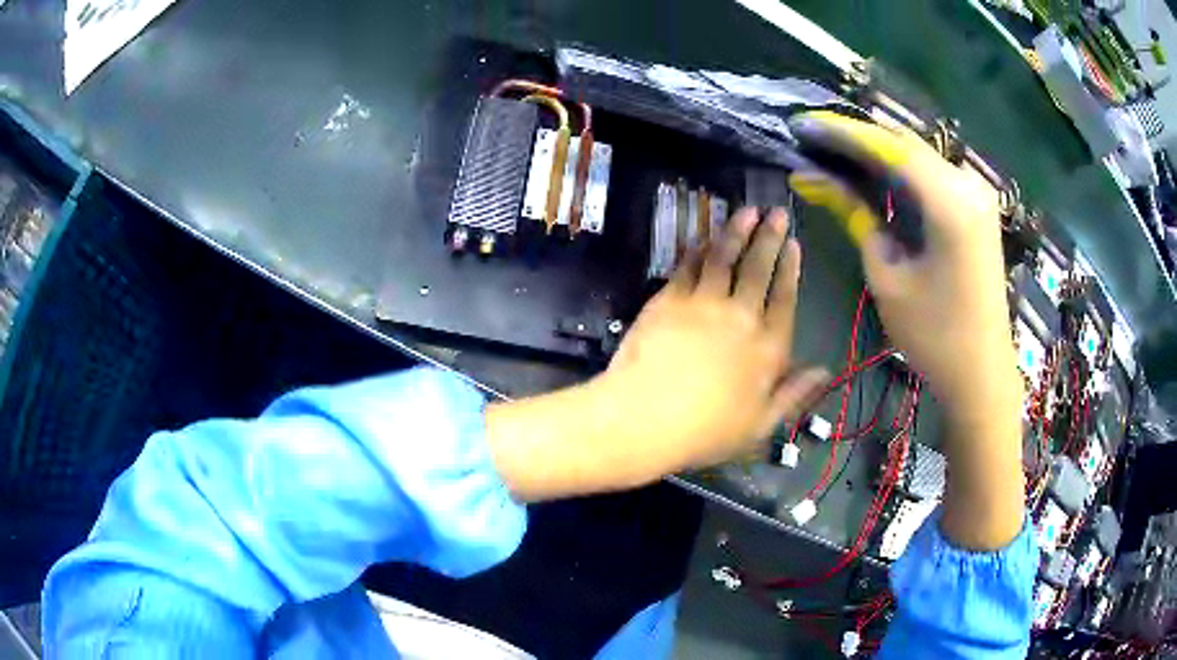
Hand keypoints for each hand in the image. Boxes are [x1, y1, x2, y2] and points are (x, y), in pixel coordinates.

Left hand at [486, 207, 825, 501]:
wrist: (645, 419)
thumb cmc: (706, 432)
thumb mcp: (761, 425)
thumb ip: (794, 394)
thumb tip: (825, 370)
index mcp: (768, 347)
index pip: (785, 297)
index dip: (791, 268)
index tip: (794, 243)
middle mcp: (741, 316)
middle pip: (759, 268)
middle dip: (770, 236)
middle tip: (777, 211)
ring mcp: (703, 303)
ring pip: (725, 257)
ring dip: (737, 231)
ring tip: (747, 210)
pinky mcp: (669, 299)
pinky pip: (688, 266)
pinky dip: (699, 249)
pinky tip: (705, 238)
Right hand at [787, 111, 1023, 549]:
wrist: (983, 372)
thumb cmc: (934, 335)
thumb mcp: (887, 274)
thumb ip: (855, 214)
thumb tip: (811, 177)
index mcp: (950, 201)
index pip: (888, 146)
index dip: (841, 132)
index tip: (801, 125)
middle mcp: (967, 183)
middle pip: (903, 143)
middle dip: (856, 138)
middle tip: (812, 139)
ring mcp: (976, 192)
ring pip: (917, 154)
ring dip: (876, 152)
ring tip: (833, 153)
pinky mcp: (976, 206)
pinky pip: (931, 173)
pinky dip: (899, 170)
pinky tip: (872, 174)